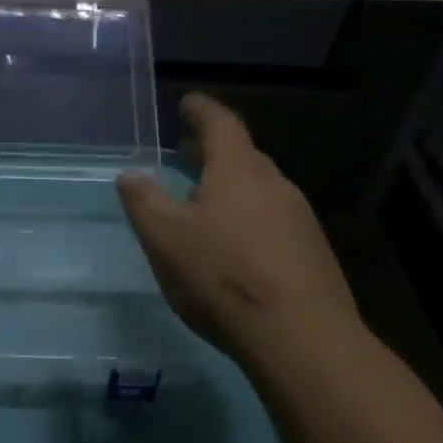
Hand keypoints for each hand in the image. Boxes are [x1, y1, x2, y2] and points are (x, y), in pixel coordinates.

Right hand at [116, 94, 365, 363]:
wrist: (303, 339)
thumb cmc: (223, 275)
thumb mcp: (164, 237)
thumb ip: (143, 200)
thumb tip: (130, 174)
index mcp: (238, 169)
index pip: (220, 123)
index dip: (201, 110)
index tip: (186, 103)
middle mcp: (275, 184)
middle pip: (242, 155)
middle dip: (211, 151)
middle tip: (184, 153)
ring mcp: (300, 219)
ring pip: (259, 190)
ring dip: (230, 186)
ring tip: (203, 201)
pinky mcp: (312, 254)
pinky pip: (273, 221)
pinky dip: (248, 218)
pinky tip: (234, 246)